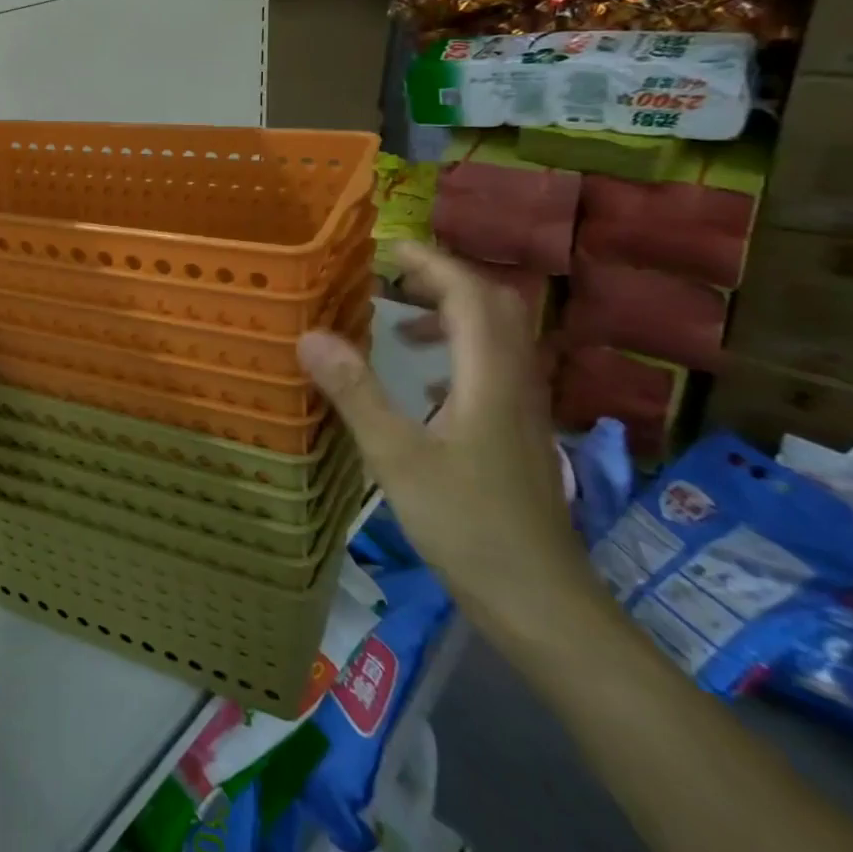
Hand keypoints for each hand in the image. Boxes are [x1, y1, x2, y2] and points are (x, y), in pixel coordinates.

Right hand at [297, 241, 596, 637]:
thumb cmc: (468, 526)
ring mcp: (522, 412)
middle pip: (494, 308)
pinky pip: (492, 372)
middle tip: (392, 278)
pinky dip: (457, 356)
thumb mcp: (397, 457)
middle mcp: (515, 383)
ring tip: (398, 325)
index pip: (471, 294)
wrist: (542, 604)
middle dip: (444, 281)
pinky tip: (424, 386)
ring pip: (497, 340)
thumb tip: (310, 335)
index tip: (388, 247)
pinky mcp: (518, 437)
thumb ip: (355, 392)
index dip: (432, 262)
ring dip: (451, 317)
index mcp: (490, 377)